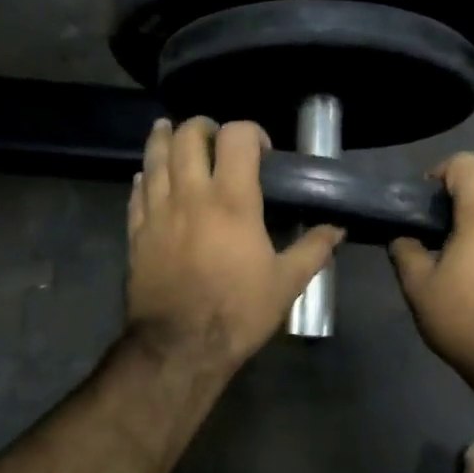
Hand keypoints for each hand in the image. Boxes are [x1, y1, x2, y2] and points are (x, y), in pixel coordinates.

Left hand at [127, 118, 343, 370]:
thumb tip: (337, 229)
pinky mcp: (136, 232)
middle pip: (188, 135)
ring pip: (154, 157)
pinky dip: (145, 176)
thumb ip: (313, 250)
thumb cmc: (238, 311)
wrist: (180, 346)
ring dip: (164, 138)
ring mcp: (157, 211)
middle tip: (215, 139)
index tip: (261, 151)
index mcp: (232, 200)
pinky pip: (136, 191)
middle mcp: (191, 195)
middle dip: (203, 127)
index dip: (251, 132)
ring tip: (170, 131)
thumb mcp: (286, 283)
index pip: (236, 137)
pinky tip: (148, 176)